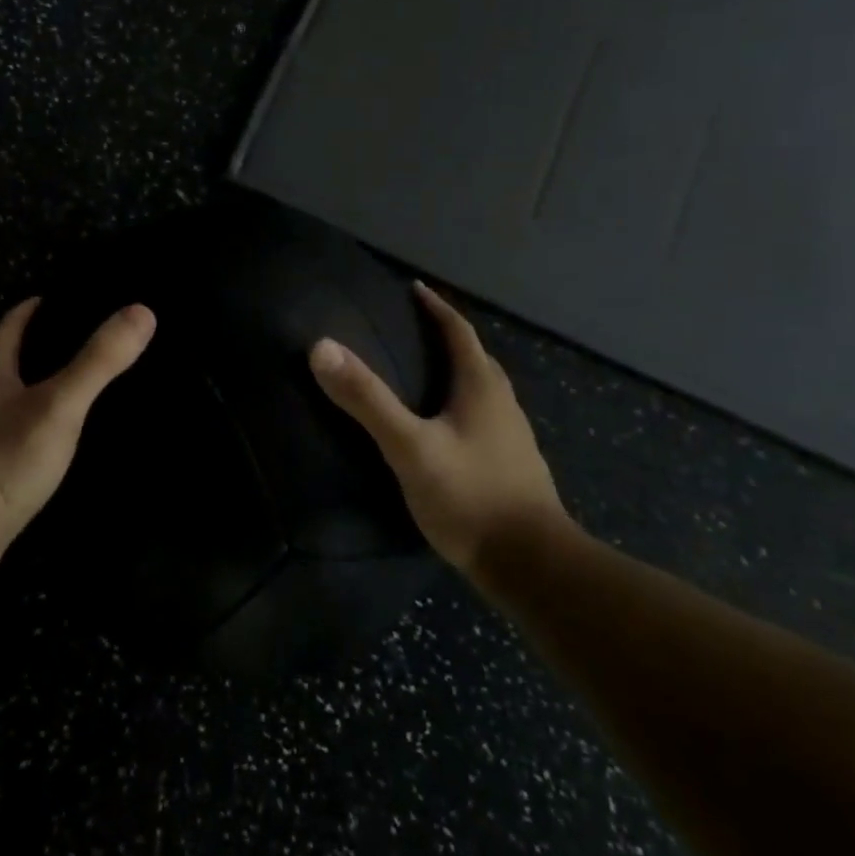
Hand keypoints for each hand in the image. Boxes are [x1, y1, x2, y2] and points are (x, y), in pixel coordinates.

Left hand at [0, 297, 154, 570]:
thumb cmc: (7, 456)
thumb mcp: (61, 403)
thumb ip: (99, 360)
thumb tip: (142, 312)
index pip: (12, 324)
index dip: (37, 307)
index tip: (67, 298)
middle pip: (11, 358)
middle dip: (43, 346)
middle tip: (87, 341)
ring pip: (13, 397)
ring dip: (41, 386)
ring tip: (81, 386)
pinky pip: (15, 433)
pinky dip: (38, 424)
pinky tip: (61, 437)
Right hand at [308, 281, 568, 575]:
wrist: (532, 567)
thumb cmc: (470, 497)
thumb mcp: (410, 447)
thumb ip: (367, 399)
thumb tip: (321, 347)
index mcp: (481, 387)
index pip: (459, 331)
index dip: (435, 307)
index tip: (413, 288)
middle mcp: (502, 404)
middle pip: (474, 357)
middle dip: (445, 337)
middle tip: (411, 330)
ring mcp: (511, 437)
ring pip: (481, 389)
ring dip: (455, 371)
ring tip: (422, 373)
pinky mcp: (511, 466)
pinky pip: (483, 418)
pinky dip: (460, 405)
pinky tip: (441, 428)